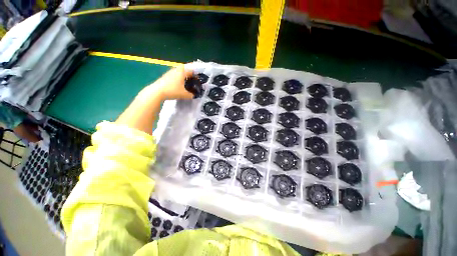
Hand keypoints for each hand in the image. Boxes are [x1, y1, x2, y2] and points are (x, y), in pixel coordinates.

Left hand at [149, 65, 193, 99]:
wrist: (157, 91)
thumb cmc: (173, 90)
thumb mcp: (184, 94)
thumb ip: (191, 95)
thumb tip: (194, 96)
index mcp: (182, 72)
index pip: (191, 70)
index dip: (196, 74)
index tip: (199, 79)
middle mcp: (176, 70)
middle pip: (185, 69)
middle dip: (190, 74)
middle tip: (193, 80)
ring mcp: (170, 72)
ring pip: (179, 72)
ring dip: (184, 76)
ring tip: (187, 82)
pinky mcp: (166, 76)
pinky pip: (175, 75)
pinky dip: (179, 78)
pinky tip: (179, 85)